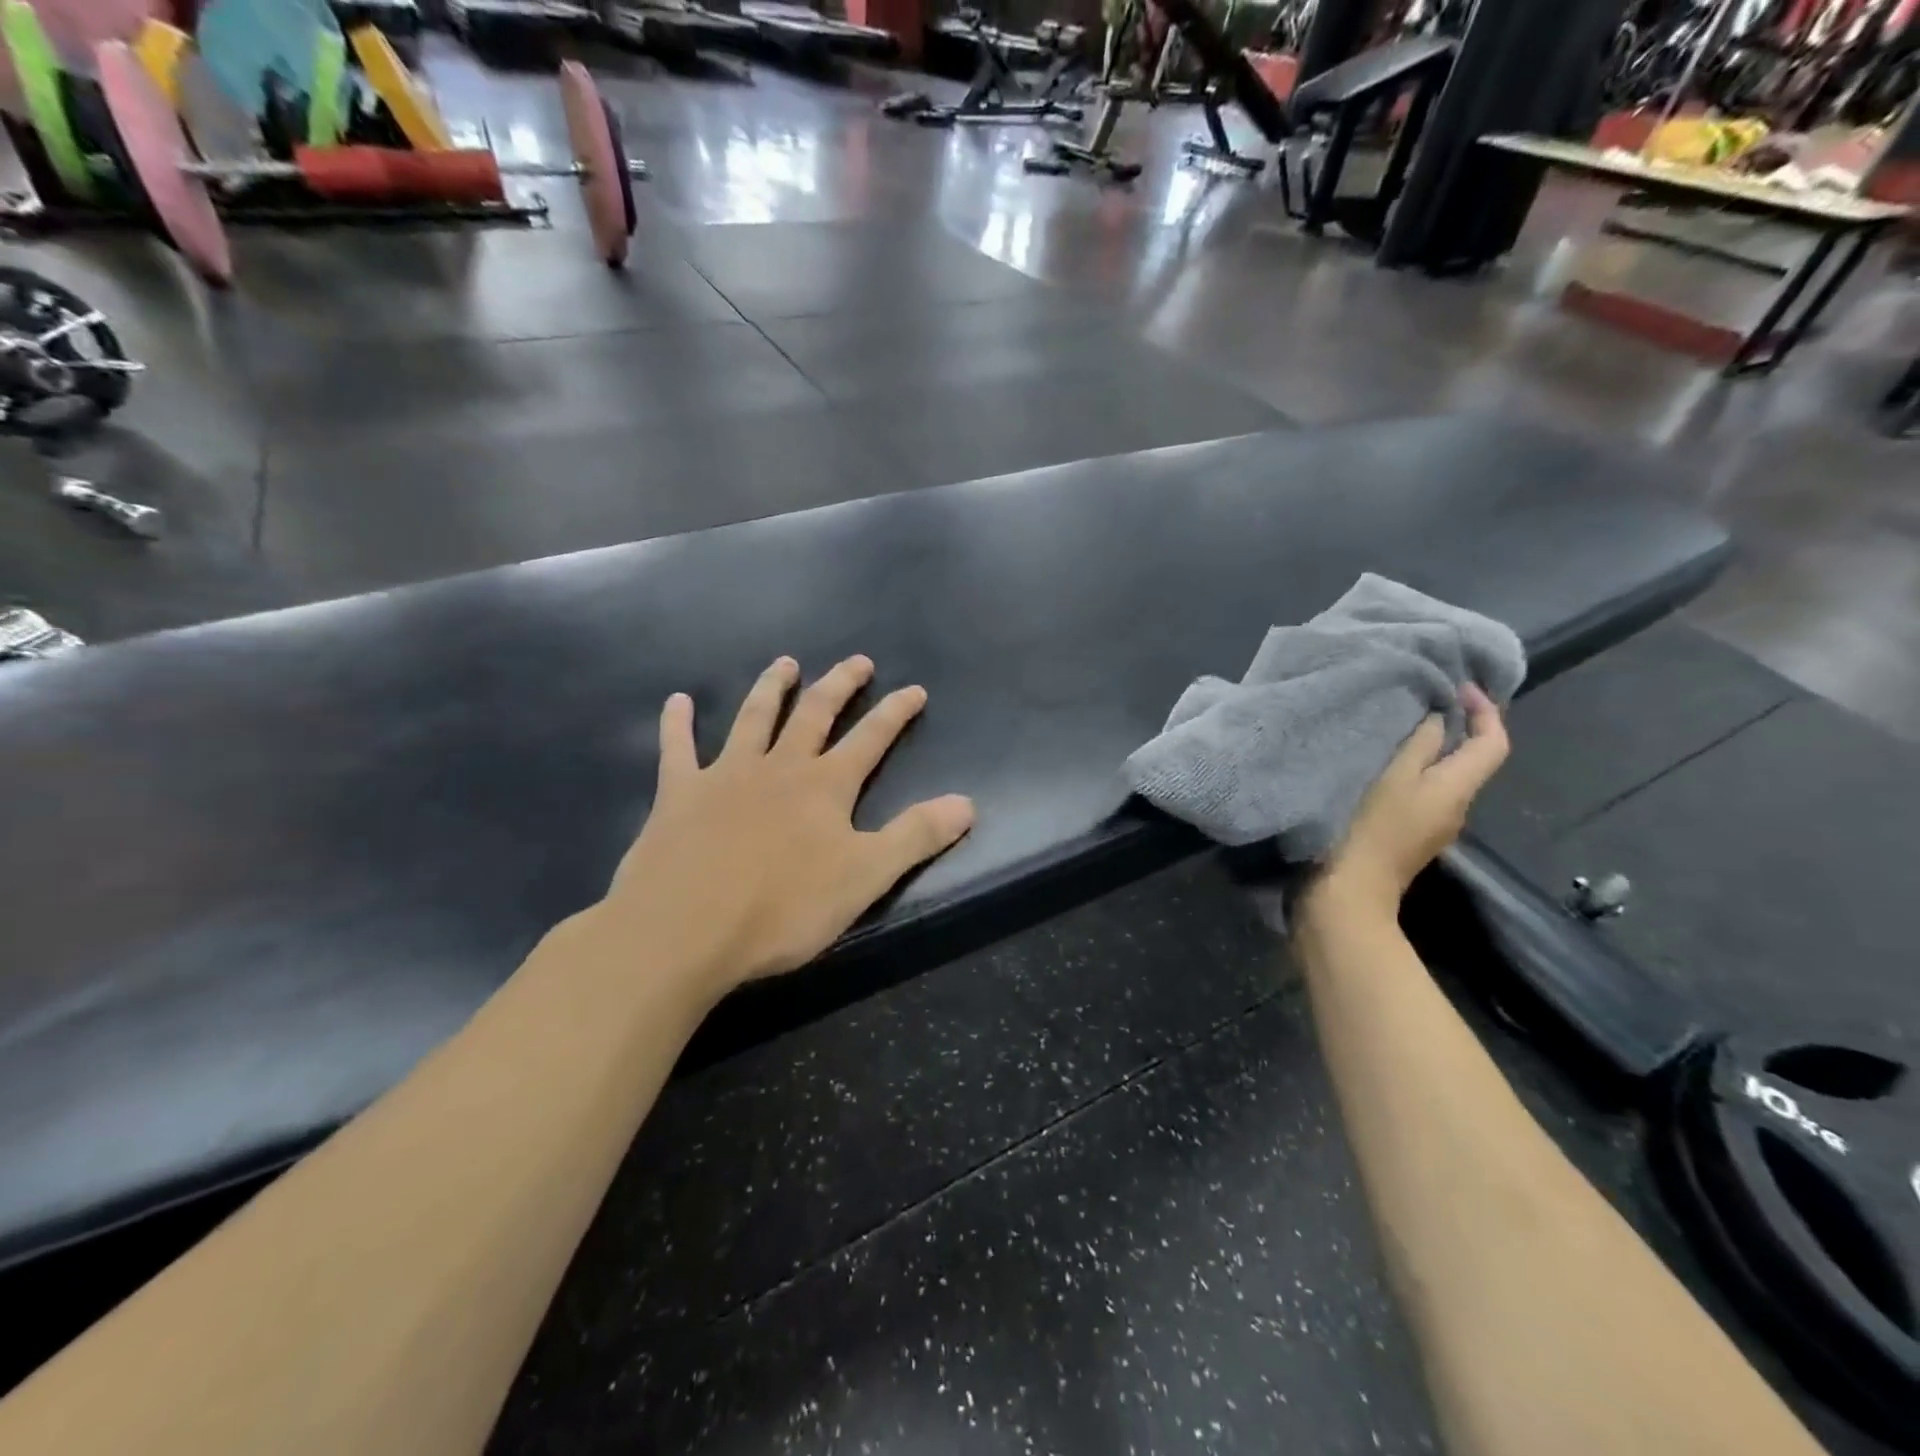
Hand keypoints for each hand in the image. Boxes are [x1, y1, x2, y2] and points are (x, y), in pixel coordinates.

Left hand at [594, 655, 974, 1000]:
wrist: (685, 929)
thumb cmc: (782, 908)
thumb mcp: (865, 877)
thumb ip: (916, 837)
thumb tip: (967, 803)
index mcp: (825, 787)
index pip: (871, 739)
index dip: (895, 713)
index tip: (914, 689)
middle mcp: (779, 767)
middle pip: (814, 714)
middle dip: (839, 685)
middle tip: (857, 661)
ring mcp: (725, 775)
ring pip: (753, 719)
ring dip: (770, 689)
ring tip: (784, 663)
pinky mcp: (679, 794)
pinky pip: (677, 749)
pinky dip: (677, 723)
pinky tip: (677, 701)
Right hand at [1310, 684, 1509, 919]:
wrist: (1347, 894)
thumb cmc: (1369, 830)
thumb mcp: (1393, 779)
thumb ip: (1418, 745)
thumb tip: (1439, 719)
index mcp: (1457, 789)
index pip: (1494, 743)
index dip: (1486, 711)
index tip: (1458, 686)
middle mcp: (1455, 807)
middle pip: (1472, 759)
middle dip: (1458, 726)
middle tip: (1425, 698)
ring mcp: (1432, 824)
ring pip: (1445, 775)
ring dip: (1432, 748)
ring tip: (1398, 724)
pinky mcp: (1408, 835)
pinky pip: (1423, 790)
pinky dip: (1413, 769)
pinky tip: (1381, 763)